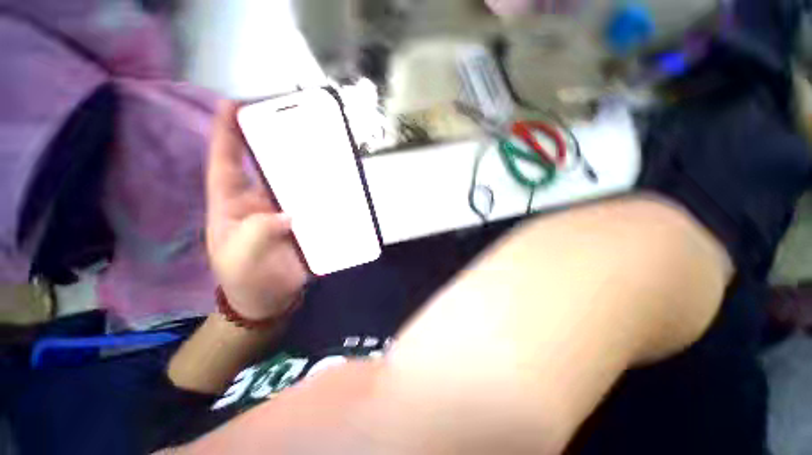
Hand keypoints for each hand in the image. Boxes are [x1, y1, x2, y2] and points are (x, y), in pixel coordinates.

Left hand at [206, 102, 307, 319]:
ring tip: (319, 146)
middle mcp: (259, 200)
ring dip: (303, 165)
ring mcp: (284, 209)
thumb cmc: (247, 279)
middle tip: (291, 119)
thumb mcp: (241, 258)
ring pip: (291, 180)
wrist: (271, 298)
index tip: (234, 103)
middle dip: (272, 139)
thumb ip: (257, 233)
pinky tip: (336, 182)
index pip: (226, 162)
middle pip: (263, 163)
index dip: (227, 132)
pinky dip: (322, 190)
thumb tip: (290, 214)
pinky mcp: (304, 220)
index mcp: (232, 203)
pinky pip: (312, 200)